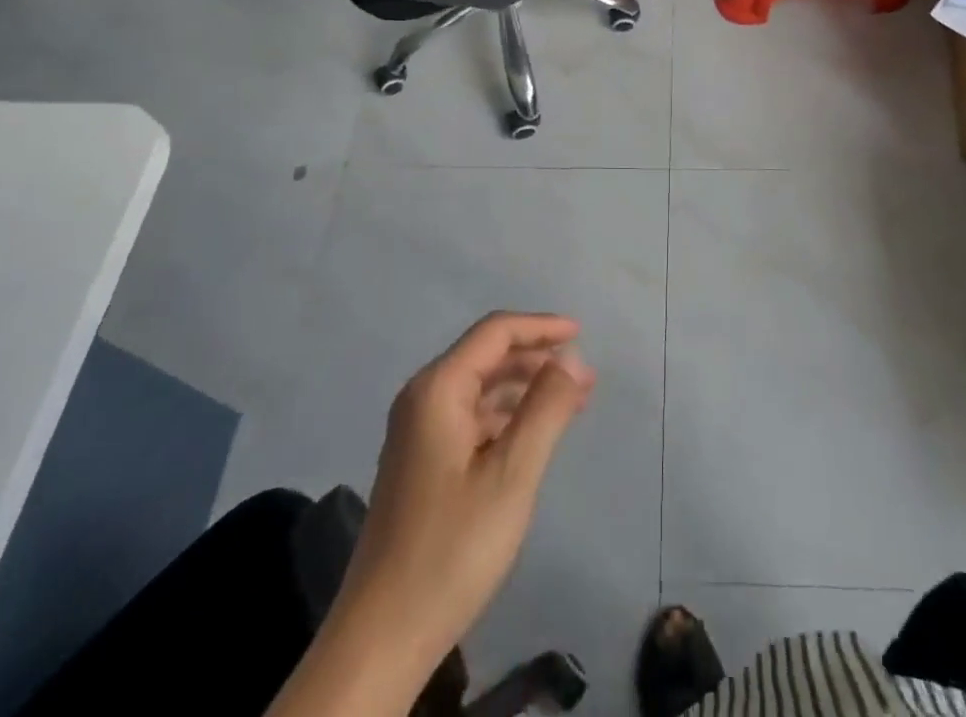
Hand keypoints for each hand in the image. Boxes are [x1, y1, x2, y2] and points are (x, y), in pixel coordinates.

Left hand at [338, 313, 595, 669]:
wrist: (382, 638)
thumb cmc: (452, 548)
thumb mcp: (512, 474)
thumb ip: (546, 408)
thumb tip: (573, 357)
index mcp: (437, 389)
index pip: (494, 332)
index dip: (540, 327)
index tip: (582, 333)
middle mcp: (422, 399)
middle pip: (486, 356)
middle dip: (536, 358)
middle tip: (583, 375)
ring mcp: (417, 432)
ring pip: (480, 388)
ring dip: (524, 387)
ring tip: (570, 402)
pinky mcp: (421, 462)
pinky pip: (470, 417)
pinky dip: (505, 416)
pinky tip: (532, 434)